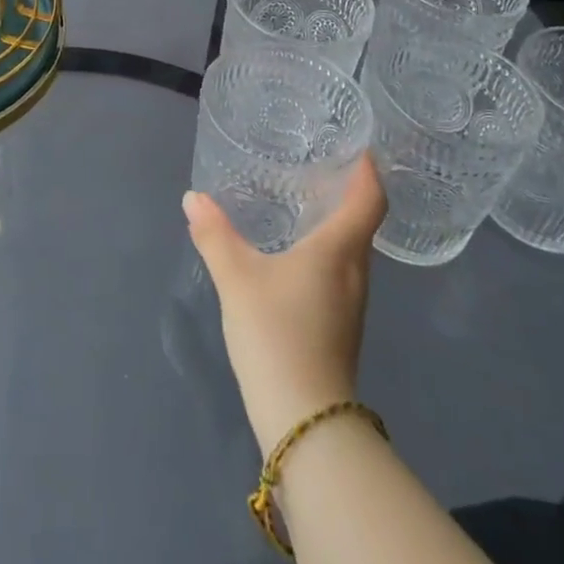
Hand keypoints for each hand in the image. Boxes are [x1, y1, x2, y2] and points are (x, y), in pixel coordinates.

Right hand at [183, 156, 384, 452]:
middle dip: (346, 189)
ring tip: (302, 199)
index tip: (357, 144)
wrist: (304, 419)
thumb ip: (215, 235)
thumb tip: (193, 197)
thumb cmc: (277, 334)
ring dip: (334, 220)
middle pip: (362, 220)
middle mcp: (354, 270)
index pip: (370, 198)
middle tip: (316, 163)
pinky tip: (295, 251)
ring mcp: (351, 302)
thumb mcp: (237, 279)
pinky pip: (339, 270)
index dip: (368, 169)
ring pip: (350, 247)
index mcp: (340, 249)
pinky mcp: (340, 324)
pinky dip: (324, 248)